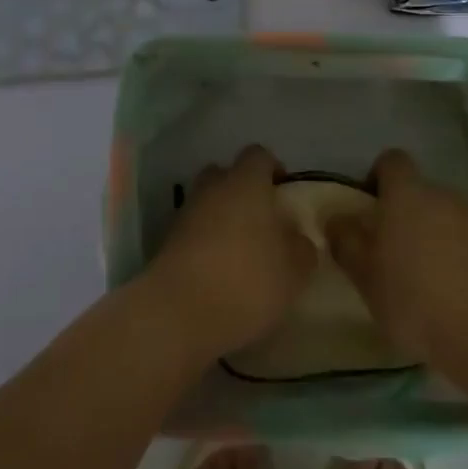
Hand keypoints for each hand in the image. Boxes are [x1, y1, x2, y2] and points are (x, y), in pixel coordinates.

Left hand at [150, 145, 316, 357]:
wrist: (179, 313)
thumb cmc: (247, 280)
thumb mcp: (294, 270)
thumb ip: (301, 248)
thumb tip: (296, 238)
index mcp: (245, 183)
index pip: (258, 155)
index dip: (273, 169)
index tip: (284, 192)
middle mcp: (212, 189)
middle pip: (225, 174)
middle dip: (241, 190)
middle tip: (261, 220)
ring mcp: (185, 214)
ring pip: (207, 203)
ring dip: (221, 218)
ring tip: (240, 251)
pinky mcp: (166, 243)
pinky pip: (193, 231)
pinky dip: (204, 243)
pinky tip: (218, 272)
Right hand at [328, 149, 467, 366]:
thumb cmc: (416, 298)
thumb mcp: (365, 275)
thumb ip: (346, 241)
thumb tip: (336, 218)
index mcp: (407, 194)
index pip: (391, 161)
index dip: (376, 178)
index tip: (367, 211)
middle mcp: (444, 197)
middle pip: (418, 193)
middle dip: (402, 216)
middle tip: (387, 255)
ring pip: (443, 220)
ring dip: (429, 240)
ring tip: (418, 283)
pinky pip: (467, 245)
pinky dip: (455, 261)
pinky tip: (448, 298)